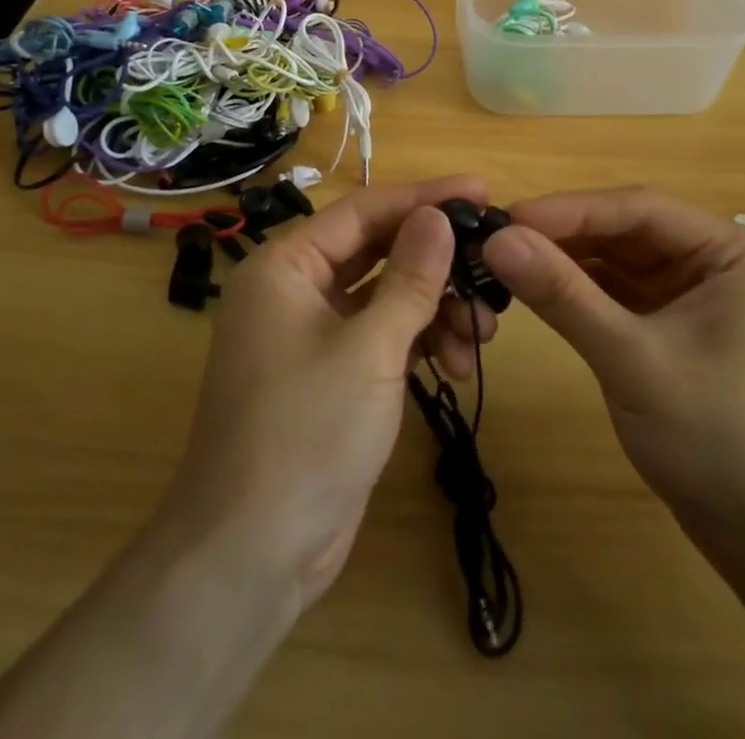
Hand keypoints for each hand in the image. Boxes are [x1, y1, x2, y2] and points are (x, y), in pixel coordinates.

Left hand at [161, 176, 491, 610]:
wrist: (252, 555)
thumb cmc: (306, 433)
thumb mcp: (370, 349)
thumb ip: (410, 278)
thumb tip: (439, 215)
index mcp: (284, 266)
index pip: (363, 211)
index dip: (423, 198)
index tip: (479, 190)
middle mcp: (294, 290)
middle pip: (377, 252)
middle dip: (436, 262)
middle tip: (492, 260)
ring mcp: (312, 335)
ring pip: (385, 297)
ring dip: (435, 308)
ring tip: (483, 332)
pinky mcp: (331, 375)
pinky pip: (381, 336)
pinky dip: (419, 341)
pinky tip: (458, 362)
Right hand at [483, 188, 744, 543]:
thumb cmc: (715, 441)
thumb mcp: (632, 360)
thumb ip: (563, 295)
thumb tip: (496, 240)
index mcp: (733, 252)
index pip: (640, 209)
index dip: (569, 209)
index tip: (506, 217)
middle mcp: (718, 259)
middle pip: (628, 229)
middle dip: (564, 234)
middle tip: (497, 238)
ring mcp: (698, 292)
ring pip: (620, 258)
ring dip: (567, 259)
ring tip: (507, 259)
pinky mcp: (677, 322)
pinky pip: (621, 289)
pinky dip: (580, 288)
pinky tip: (538, 286)